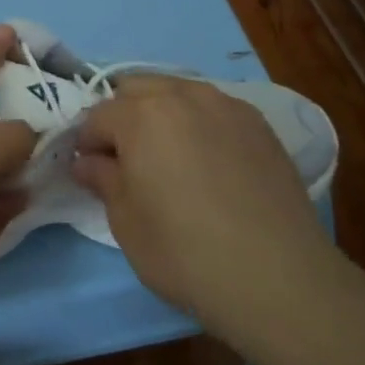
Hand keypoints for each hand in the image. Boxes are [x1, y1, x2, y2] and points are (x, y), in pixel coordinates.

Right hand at [70, 76, 338, 341]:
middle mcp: (185, 96)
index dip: (87, 142)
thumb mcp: (126, 222)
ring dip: (161, 113)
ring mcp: (228, 106)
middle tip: (125, 160)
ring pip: (179, 92)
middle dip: (122, 116)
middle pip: (138, 89)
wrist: (276, 276)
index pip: (98, 115)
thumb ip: (103, 179)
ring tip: (168, 157)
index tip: (90, 170)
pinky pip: (215, 109)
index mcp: (143, 115)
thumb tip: (88, 161)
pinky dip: (199, 123)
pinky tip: (207, 162)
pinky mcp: (260, 125)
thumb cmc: (184, 252)